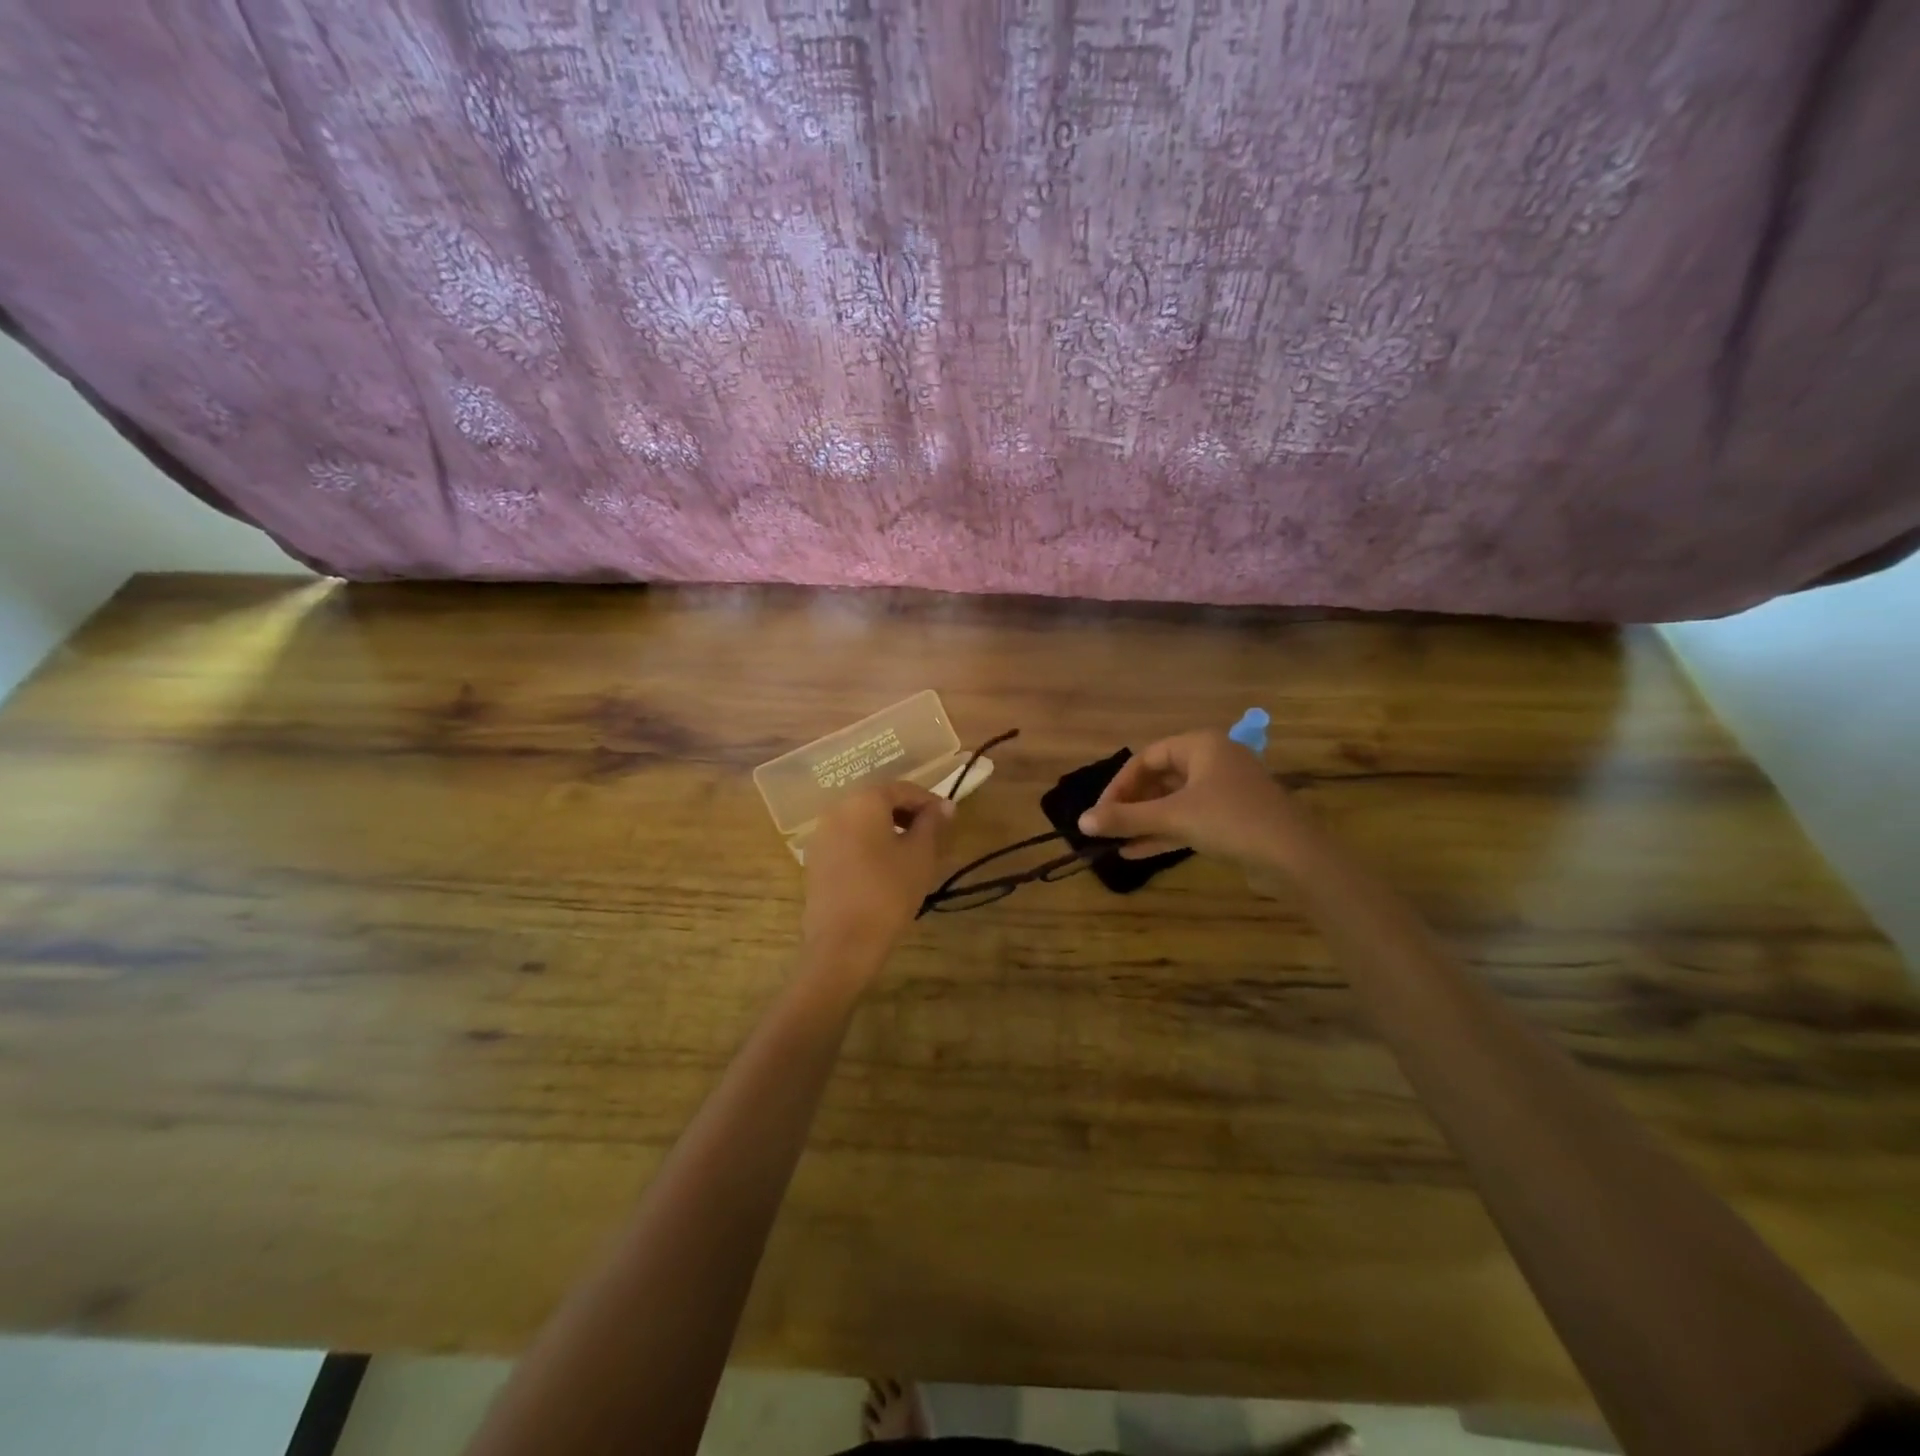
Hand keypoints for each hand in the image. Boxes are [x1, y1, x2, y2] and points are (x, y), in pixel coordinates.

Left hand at [802, 781, 954, 964]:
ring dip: (887, 828)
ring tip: (911, 851)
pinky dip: (868, 843)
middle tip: (932, 834)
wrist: (843, 943)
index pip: (902, 789)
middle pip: (878, 801)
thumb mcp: (920, 855)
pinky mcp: (815, 858)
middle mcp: (837, 808)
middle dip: (907, 813)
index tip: (948, 818)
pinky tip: (885, 866)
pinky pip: (847, 839)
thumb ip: (932, 824)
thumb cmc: (888, 892)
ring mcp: (821, 834)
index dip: (929, 801)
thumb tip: (945, 806)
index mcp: (864, 800)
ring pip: (861, 820)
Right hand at [1078, 729, 1311, 867]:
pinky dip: (1164, 833)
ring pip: (1173, 802)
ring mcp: (1225, 791)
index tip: (1101, 812)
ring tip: (1115, 840)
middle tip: (1108, 826)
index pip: (1147, 757)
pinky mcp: (1232, 818)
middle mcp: (1213, 760)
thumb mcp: (1173, 817)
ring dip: (1145, 821)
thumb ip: (1126, 817)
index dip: (1119, 784)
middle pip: (1160, 778)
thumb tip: (1081, 821)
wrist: (1295, 857)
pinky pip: (1189, 819)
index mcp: (1201, 745)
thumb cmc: (1231, 821)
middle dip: (1131, 804)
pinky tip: (1135, 852)